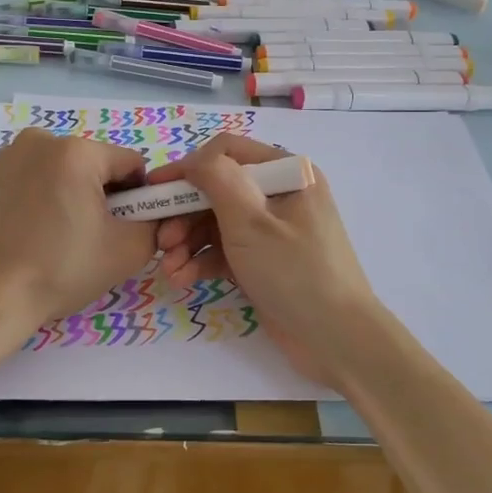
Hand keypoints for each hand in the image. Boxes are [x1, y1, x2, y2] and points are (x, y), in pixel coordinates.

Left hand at [0, 130, 157, 338]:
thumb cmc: (59, 270)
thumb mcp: (127, 251)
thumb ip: (155, 224)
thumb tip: (151, 215)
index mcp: (77, 151)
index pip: (131, 164)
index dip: (139, 198)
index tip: (124, 230)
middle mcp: (41, 140)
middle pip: (96, 164)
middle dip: (104, 195)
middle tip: (92, 239)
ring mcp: (11, 155)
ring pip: (66, 171)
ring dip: (75, 196)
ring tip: (61, 238)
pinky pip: (38, 178)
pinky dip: (46, 198)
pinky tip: (36, 233)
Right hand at [146, 134, 385, 385]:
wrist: (337, 340)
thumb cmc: (295, 272)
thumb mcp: (251, 222)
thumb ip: (218, 180)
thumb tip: (193, 159)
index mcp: (287, 173)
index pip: (226, 152)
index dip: (187, 168)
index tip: (154, 191)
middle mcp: (279, 193)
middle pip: (217, 190)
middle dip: (184, 214)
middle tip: (160, 240)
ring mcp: (272, 228)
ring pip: (216, 222)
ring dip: (188, 242)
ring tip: (168, 268)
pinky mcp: (264, 259)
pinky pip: (225, 249)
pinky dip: (203, 261)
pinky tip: (182, 278)